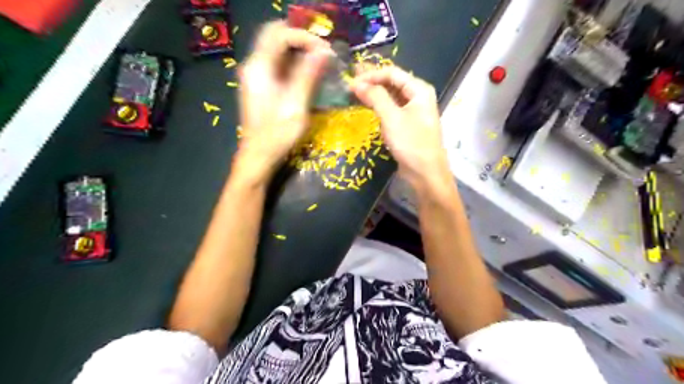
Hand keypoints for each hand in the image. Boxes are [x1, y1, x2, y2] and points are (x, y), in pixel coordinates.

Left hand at [234, 21, 333, 180]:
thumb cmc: (277, 134)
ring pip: (277, 50)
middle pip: (276, 37)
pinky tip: (309, 75)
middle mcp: (254, 66)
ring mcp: (256, 76)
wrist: (258, 157)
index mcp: (259, 67)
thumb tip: (324, 51)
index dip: (305, 37)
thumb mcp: (296, 104)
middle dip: (302, 40)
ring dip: (299, 52)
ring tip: (320, 63)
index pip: (280, 34)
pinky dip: (294, 64)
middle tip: (323, 53)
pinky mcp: (261, 86)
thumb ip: (308, 75)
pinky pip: (278, 64)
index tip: (326, 50)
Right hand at [352, 67, 449, 186]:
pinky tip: (367, 107)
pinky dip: (379, 107)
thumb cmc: (411, 143)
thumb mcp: (392, 117)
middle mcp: (418, 97)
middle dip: (371, 82)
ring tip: (354, 93)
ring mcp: (413, 111)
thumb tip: (356, 83)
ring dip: (374, 94)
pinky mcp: (407, 124)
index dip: (371, 75)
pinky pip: (391, 109)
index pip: (392, 73)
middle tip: (349, 83)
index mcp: (419, 89)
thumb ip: (375, 97)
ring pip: (391, 96)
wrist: (425, 173)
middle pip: (392, 83)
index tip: (351, 82)